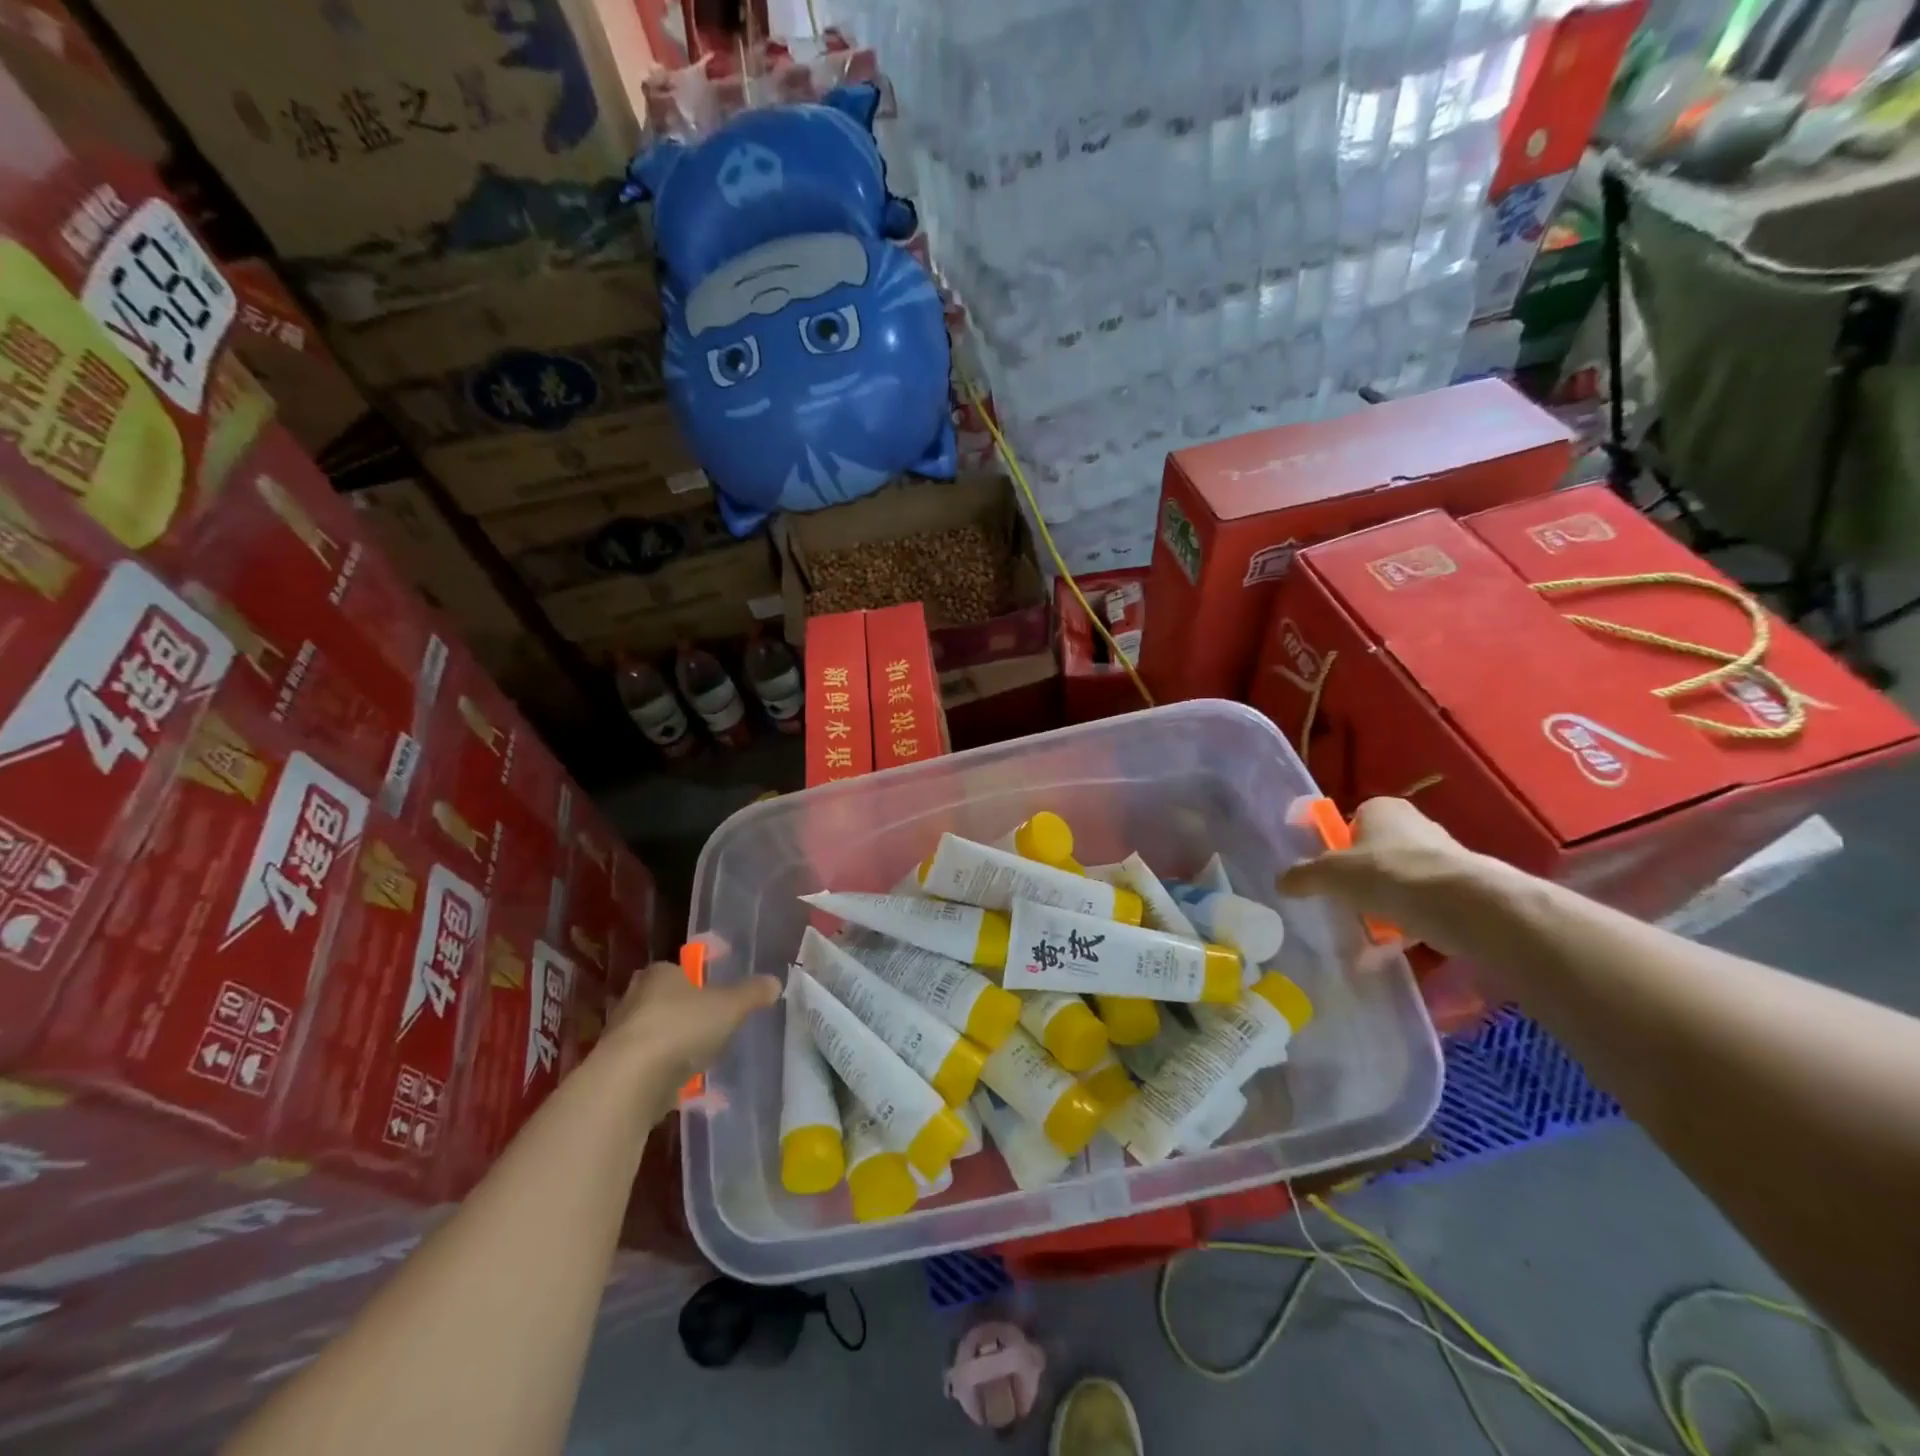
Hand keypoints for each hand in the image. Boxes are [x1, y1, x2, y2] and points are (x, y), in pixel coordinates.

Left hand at [604, 961, 781, 1114]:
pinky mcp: (617, 1070)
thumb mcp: (729, 1006)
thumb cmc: (681, 1028)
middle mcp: (635, 998)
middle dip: (686, 1012)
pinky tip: (685, 1085)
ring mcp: (623, 1035)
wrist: (630, 1081)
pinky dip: (665, 1073)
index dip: (699, 979)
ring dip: (675, 1044)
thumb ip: (752, 994)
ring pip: (656, 1033)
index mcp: (660, 974)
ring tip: (703, 1057)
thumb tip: (775, 981)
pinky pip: (649, 1066)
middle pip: (666, 1000)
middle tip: (713, 1024)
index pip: (679, 968)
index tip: (718, 994)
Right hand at [1277, 797, 1493, 955]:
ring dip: (1383, 906)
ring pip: (1399, 881)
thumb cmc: (1387, 874)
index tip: (1328, 875)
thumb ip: (1302, 876)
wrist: (1463, 905)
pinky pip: (1422, 905)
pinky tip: (1392, 949)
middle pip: (1375, 853)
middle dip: (1360, 880)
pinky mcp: (1461, 888)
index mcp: (1381, 809)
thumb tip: (1281, 882)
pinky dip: (1407, 924)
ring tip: (1366, 934)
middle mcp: (1414, 824)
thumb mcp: (1330, 875)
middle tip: (1344, 904)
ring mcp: (1441, 856)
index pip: (1351, 821)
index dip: (1337, 847)